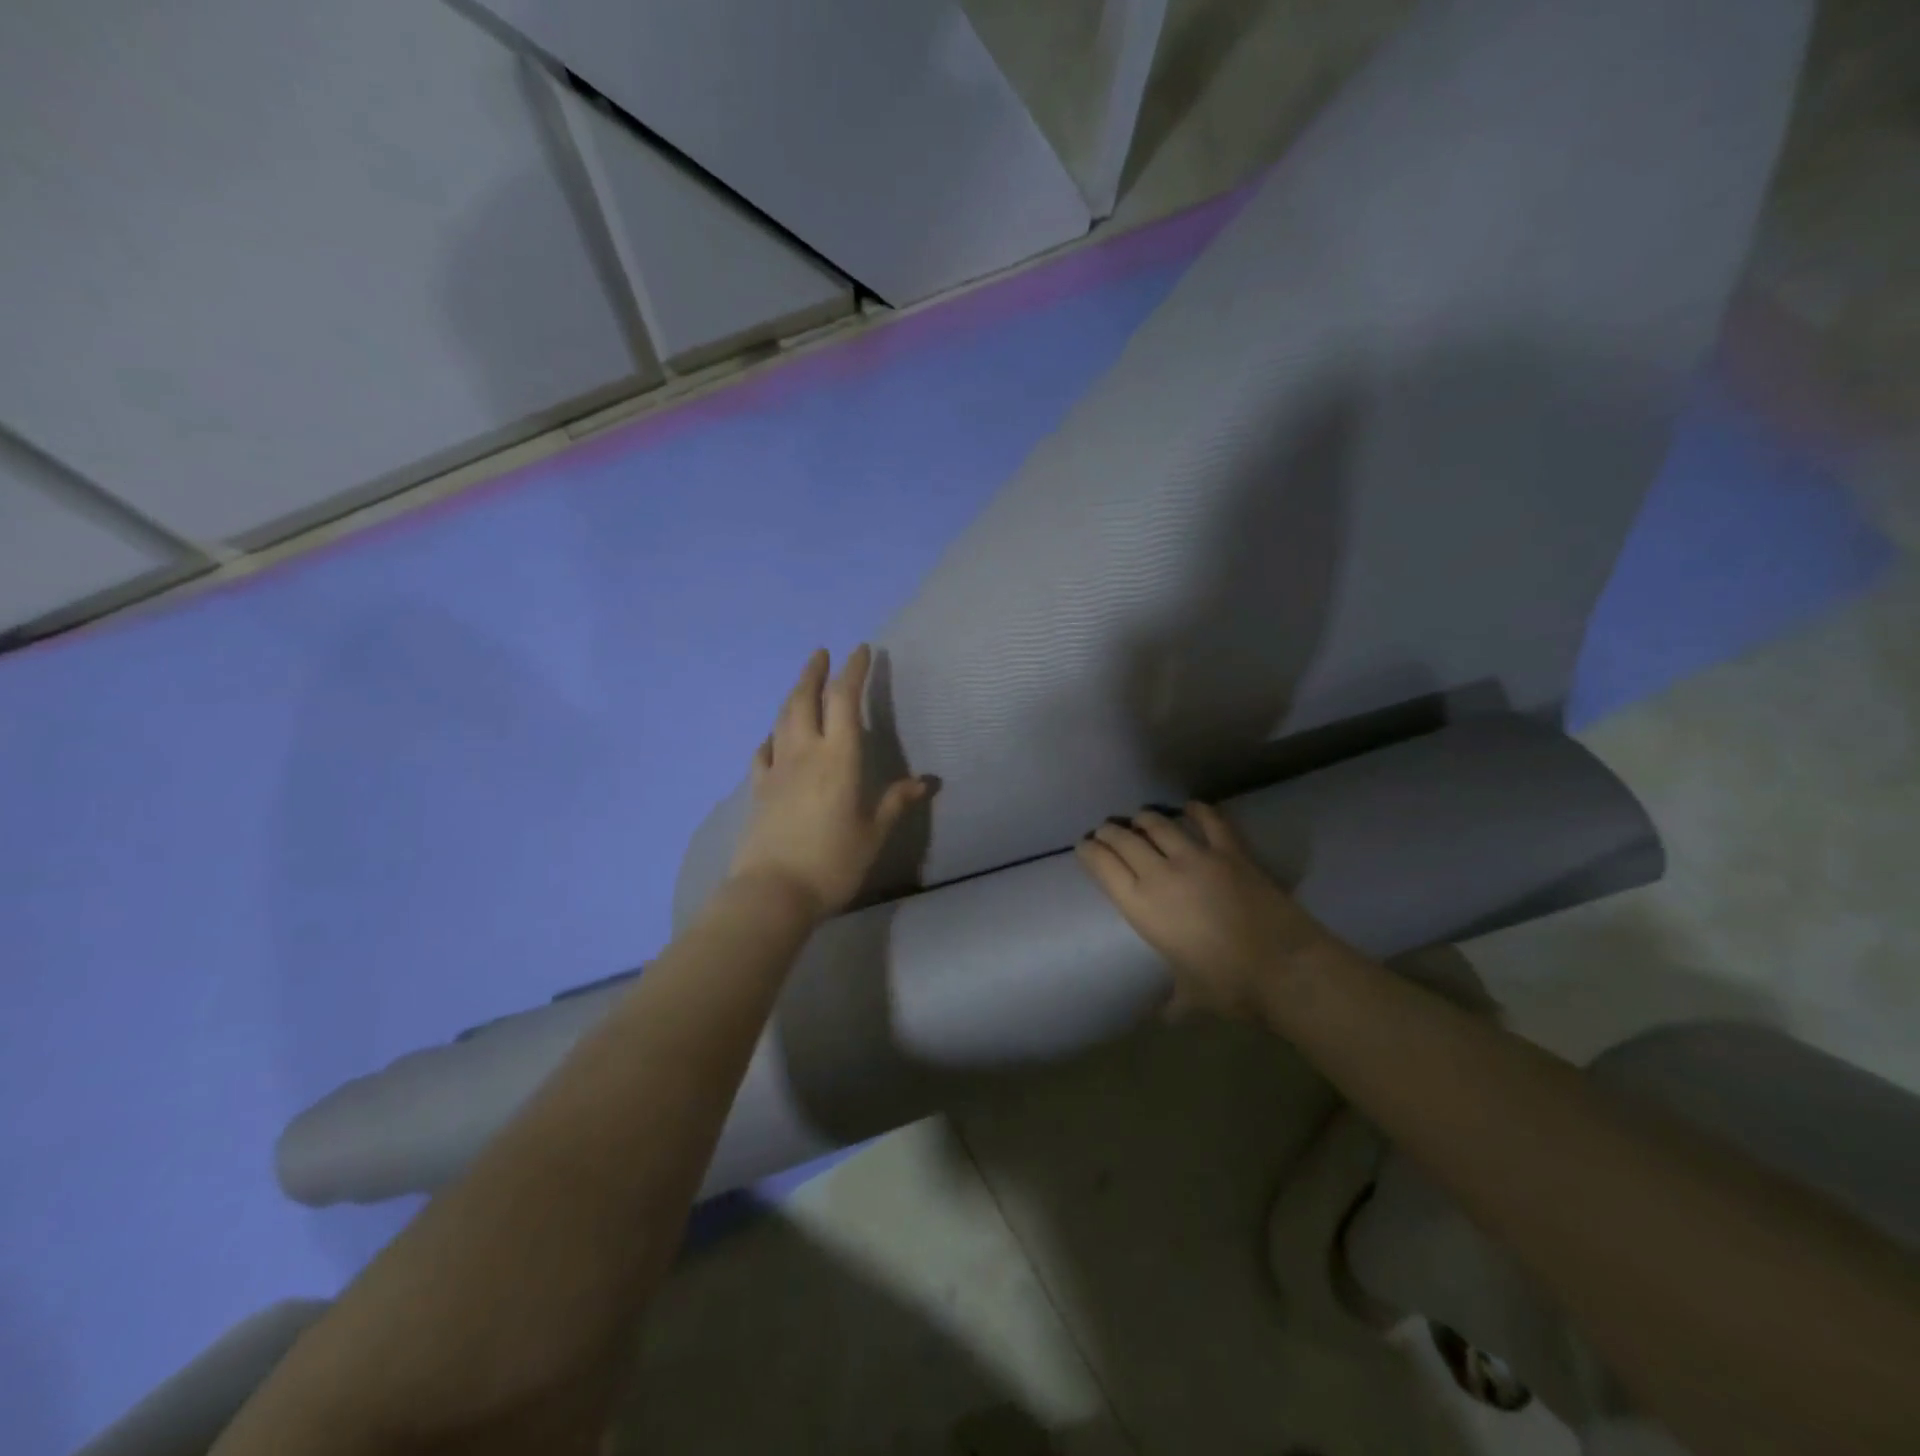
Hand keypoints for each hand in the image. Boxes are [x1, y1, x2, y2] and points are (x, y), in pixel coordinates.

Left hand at [728, 645, 928, 920]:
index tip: (862, 651)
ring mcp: (777, 769)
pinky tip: (774, 737)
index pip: (845, 700)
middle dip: (814, 672)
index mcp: (839, 757)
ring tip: (802, 683)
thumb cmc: (832, 862)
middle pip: (805, 699)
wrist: (773, 892)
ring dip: (793, 694)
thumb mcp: (873, 833)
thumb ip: (895, 802)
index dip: (854, 671)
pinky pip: (764, 750)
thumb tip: (925, 782)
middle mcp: (805, 752)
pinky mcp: (758, 789)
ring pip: (782, 719)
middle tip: (821, 653)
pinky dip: (772, 735)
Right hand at [1074, 803, 1336, 1017]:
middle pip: (1124, 839)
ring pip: (1158, 824)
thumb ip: (1172, 1001)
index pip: (1102, 866)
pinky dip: (1196, 810)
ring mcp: (1197, 857)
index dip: (1088, 851)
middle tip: (1106, 832)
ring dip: (1144, 819)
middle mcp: (1160, 874)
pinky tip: (1190, 807)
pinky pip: (1209, 820)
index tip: (1083, 847)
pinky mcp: (1231, 851)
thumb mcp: (1189, 997)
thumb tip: (1165, 1017)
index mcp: (1141, 906)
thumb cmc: (1228, 987)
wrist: (1284, 969)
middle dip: (1110, 832)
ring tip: (1140, 819)